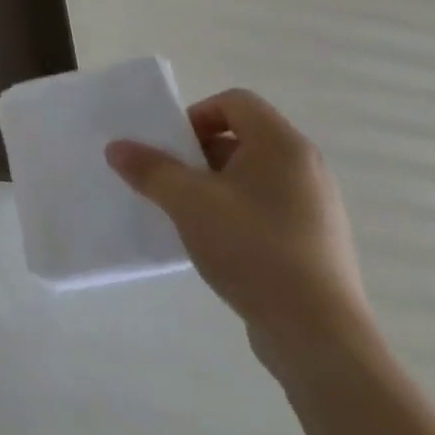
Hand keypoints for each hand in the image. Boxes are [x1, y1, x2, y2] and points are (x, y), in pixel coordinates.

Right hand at [105, 89, 376, 375]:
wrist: (316, 332)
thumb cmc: (252, 248)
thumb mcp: (186, 202)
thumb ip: (149, 168)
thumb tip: (117, 147)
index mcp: (282, 146)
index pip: (235, 102)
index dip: (196, 116)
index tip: (173, 150)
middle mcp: (305, 168)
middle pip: (242, 137)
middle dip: (198, 154)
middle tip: (172, 182)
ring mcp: (315, 206)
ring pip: (251, 175)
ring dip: (213, 185)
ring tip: (188, 215)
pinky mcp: (314, 240)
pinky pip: (266, 207)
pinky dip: (235, 212)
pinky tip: (216, 243)